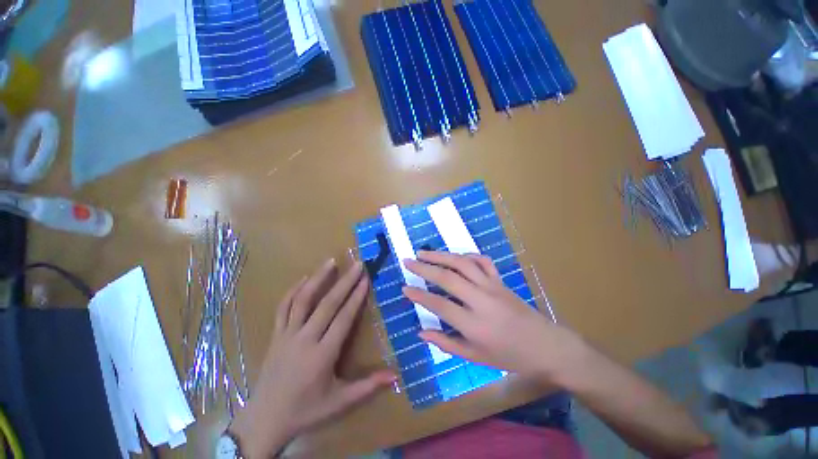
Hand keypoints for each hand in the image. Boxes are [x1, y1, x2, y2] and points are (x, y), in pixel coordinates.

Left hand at [231, 259, 395, 457]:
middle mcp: (305, 340)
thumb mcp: (340, 402)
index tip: (365, 279)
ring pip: (302, 300)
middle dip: (345, 282)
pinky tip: (303, 278)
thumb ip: (368, 387)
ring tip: (331, 261)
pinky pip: (283, 307)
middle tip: (357, 264)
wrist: (264, 420)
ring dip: (318, 278)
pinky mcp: (275, 335)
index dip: (356, 297)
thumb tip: (396, 376)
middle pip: (327, 304)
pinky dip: (293, 290)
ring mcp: (287, 335)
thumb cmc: (306, 411)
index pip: (343, 318)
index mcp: (322, 355)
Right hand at [404, 251, 587, 384]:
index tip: (404, 287)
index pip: (439, 305)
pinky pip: (482, 261)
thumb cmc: (511, 357)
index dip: (419, 295)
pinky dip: (467, 255)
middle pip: (447, 278)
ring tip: (424, 253)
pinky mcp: (501, 280)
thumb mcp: (476, 358)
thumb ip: (446, 343)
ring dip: (441, 255)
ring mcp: (492, 286)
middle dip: (424, 268)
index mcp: (474, 325)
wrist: (548, 347)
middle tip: (408, 261)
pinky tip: (456, 257)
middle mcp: (481, 300)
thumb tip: (421, 332)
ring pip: (462, 263)